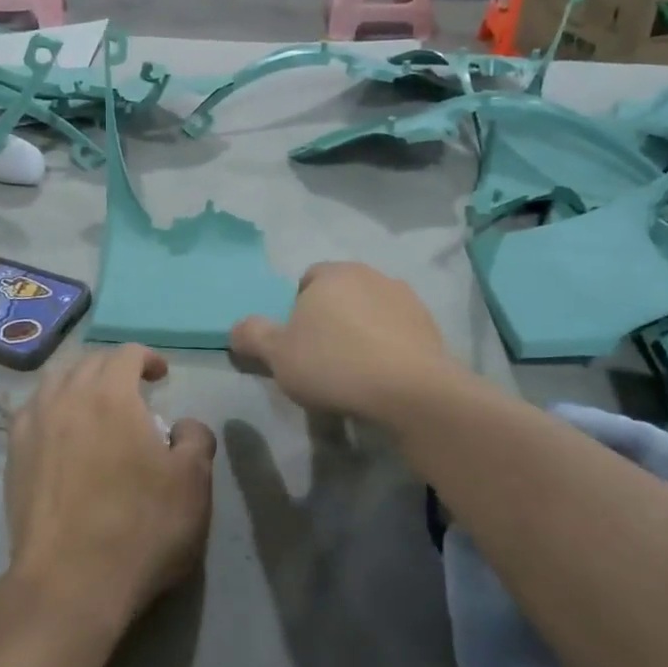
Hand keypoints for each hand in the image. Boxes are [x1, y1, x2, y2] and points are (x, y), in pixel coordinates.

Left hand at [3, 346, 215, 638]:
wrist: (70, 582)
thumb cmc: (140, 527)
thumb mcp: (193, 483)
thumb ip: (196, 439)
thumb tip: (183, 426)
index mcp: (110, 395)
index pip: (126, 353)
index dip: (148, 358)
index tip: (162, 375)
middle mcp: (66, 398)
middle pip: (88, 363)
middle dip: (114, 368)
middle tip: (135, 390)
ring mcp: (33, 426)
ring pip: (55, 382)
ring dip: (80, 383)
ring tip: (96, 406)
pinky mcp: (14, 457)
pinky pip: (32, 412)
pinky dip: (52, 408)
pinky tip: (62, 431)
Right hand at [230, 263, 448, 421]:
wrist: (410, 391)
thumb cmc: (334, 364)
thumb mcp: (277, 355)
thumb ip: (252, 335)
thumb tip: (237, 328)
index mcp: (333, 274)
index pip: (308, 280)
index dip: (298, 309)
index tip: (297, 342)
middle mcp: (371, 275)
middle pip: (341, 294)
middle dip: (331, 319)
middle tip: (322, 357)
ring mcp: (406, 299)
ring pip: (371, 312)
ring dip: (362, 332)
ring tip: (355, 371)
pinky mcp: (430, 327)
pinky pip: (397, 332)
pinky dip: (388, 348)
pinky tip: (382, 377)